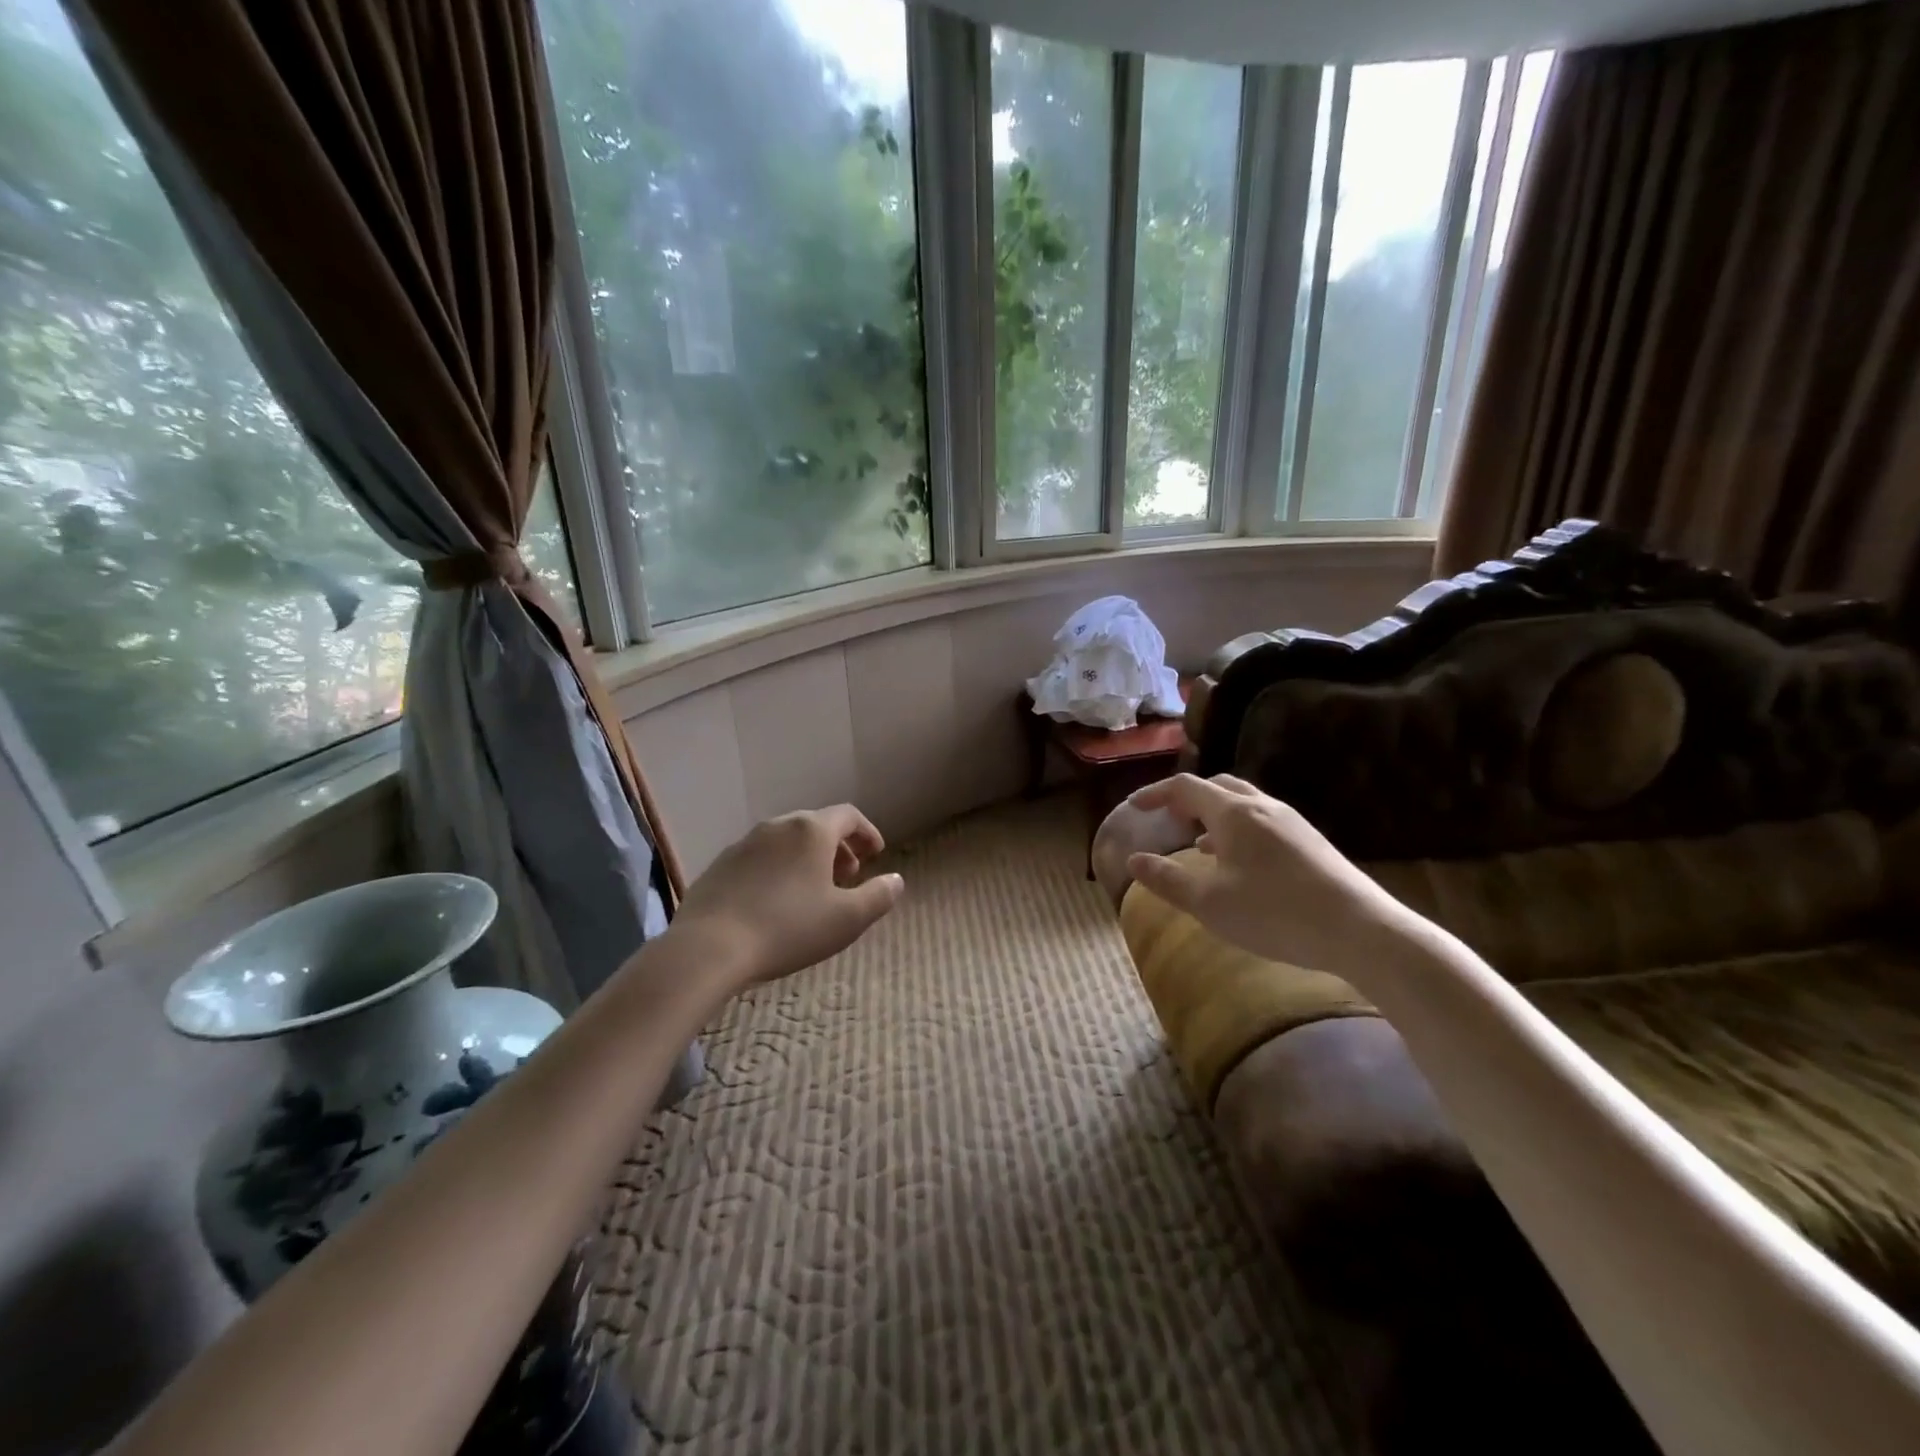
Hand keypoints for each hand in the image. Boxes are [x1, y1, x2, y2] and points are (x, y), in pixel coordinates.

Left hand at [670, 804, 904, 992]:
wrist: (709, 947)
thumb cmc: (788, 928)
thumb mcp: (847, 919)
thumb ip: (878, 896)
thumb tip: (896, 880)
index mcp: (812, 831)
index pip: (848, 816)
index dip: (867, 832)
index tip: (876, 855)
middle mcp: (778, 826)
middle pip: (816, 826)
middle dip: (838, 848)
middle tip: (848, 876)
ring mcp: (744, 843)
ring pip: (786, 842)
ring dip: (807, 859)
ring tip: (813, 891)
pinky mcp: (720, 865)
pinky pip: (760, 859)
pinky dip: (778, 870)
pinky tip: (775, 903)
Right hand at [1124, 773, 1419, 977]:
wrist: (1360, 930)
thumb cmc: (1274, 913)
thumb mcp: (1209, 902)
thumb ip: (1167, 879)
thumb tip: (1133, 860)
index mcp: (1233, 813)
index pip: (1185, 787)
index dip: (1155, 793)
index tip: (1134, 806)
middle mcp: (1263, 807)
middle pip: (1218, 786)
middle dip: (1187, 798)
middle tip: (1168, 817)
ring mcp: (1292, 823)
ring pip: (1244, 803)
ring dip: (1214, 815)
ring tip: (1197, 841)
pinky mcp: (1311, 842)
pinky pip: (1263, 822)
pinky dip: (1238, 830)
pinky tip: (1240, 864)